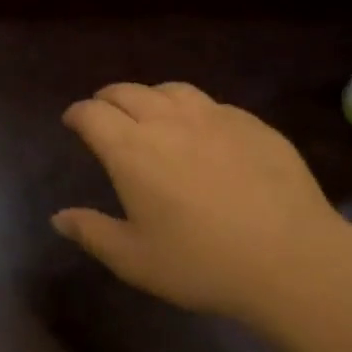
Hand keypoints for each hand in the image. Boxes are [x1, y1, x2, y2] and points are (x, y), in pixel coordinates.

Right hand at [53, 82, 351, 326]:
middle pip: (126, 91)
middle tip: (104, 113)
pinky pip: (211, 104)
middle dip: (107, 99)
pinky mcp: (251, 124)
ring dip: (150, 96)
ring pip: (170, 89)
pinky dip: (193, 110)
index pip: (91, 113)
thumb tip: (58, 217)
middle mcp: (166, 120)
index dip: (77, 114)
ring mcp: (213, 117)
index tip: (73, 122)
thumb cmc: (202, 262)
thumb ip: (92, 233)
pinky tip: (203, 132)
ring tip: (150, 112)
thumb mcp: (134, 260)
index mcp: (130, 149)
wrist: (292, 259)